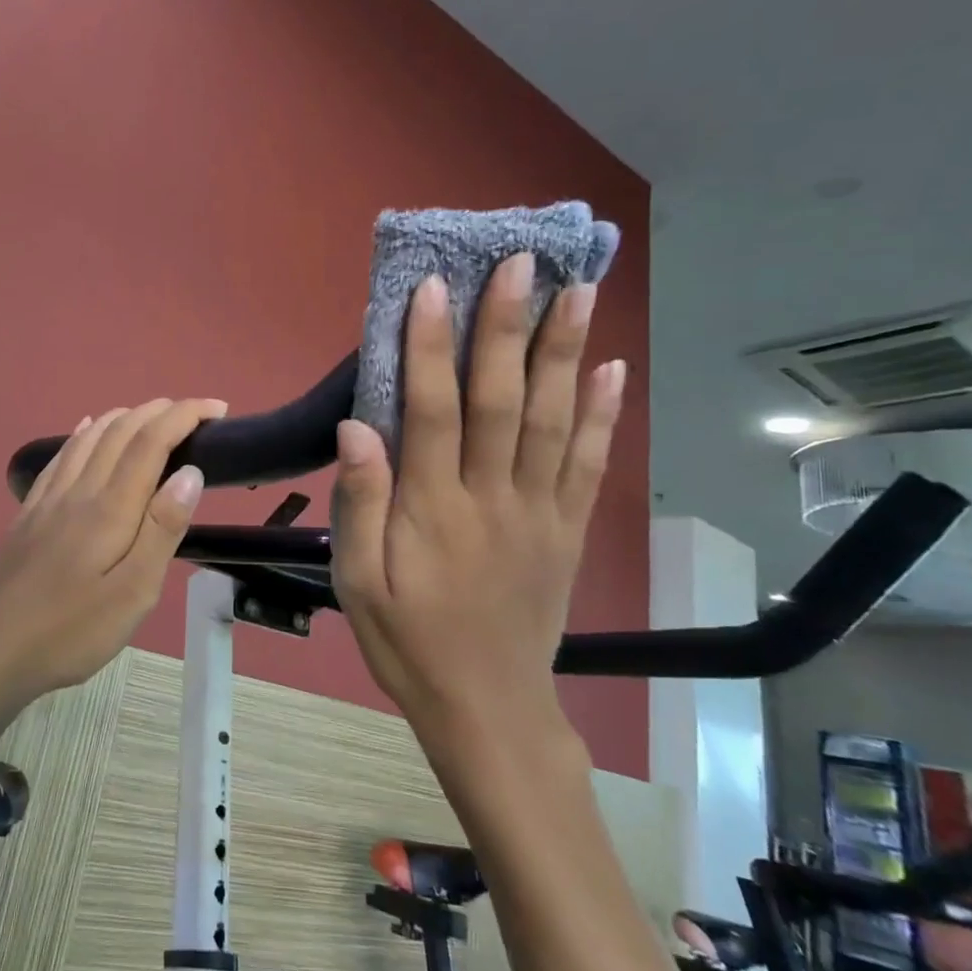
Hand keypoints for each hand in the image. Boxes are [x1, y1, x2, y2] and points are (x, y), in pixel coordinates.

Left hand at [0, 398, 225, 699]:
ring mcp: (49, 499)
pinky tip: (87, 428)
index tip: (218, 408)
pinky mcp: (30, 512)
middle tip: (195, 412)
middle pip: (120, 429)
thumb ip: (162, 529)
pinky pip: (61, 455)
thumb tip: (190, 472)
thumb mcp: (133, 593)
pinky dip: (84, 433)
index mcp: (110, 508)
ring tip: (153, 416)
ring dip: (125, 415)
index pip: (151, 441)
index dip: (185, 415)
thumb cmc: (73, 631)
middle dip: (161, 410)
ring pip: (89, 436)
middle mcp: (79, 490)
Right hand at [330, 253, 625, 745]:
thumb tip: (359, 428)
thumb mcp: (358, 583)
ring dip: (567, 353)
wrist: (487, 706)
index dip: (430, 347)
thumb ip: (360, 504)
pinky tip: (613, 369)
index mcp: (435, 511)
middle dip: (509, 328)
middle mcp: (494, 498)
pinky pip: (591, 464)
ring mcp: (541, 512)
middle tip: (521, 263)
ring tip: (579, 291)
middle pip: (505, 401)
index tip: (433, 288)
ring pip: (556, 421)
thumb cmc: (409, 641)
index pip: (434, 412)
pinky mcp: (570, 530)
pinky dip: (604, 414)